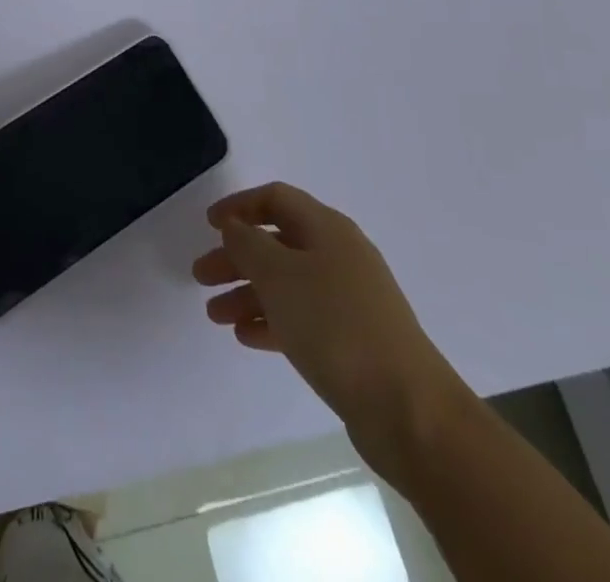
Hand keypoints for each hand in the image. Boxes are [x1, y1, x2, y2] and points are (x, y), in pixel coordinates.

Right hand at [193, 183, 470, 468]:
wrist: (409, 410)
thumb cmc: (335, 325)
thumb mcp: (278, 275)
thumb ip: (247, 243)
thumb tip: (235, 227)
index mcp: (327, 229)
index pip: (276, 199)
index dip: (239, 206)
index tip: (209, 224)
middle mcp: (340, 256)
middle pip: (277, 243)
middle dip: (236, 257)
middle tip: (201, 276)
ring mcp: (350, 301)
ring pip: (287, 284)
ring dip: (247, 294)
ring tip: (215, 315)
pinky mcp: (353, 341)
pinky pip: (301, 318)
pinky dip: (271, 321)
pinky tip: (245, 338)